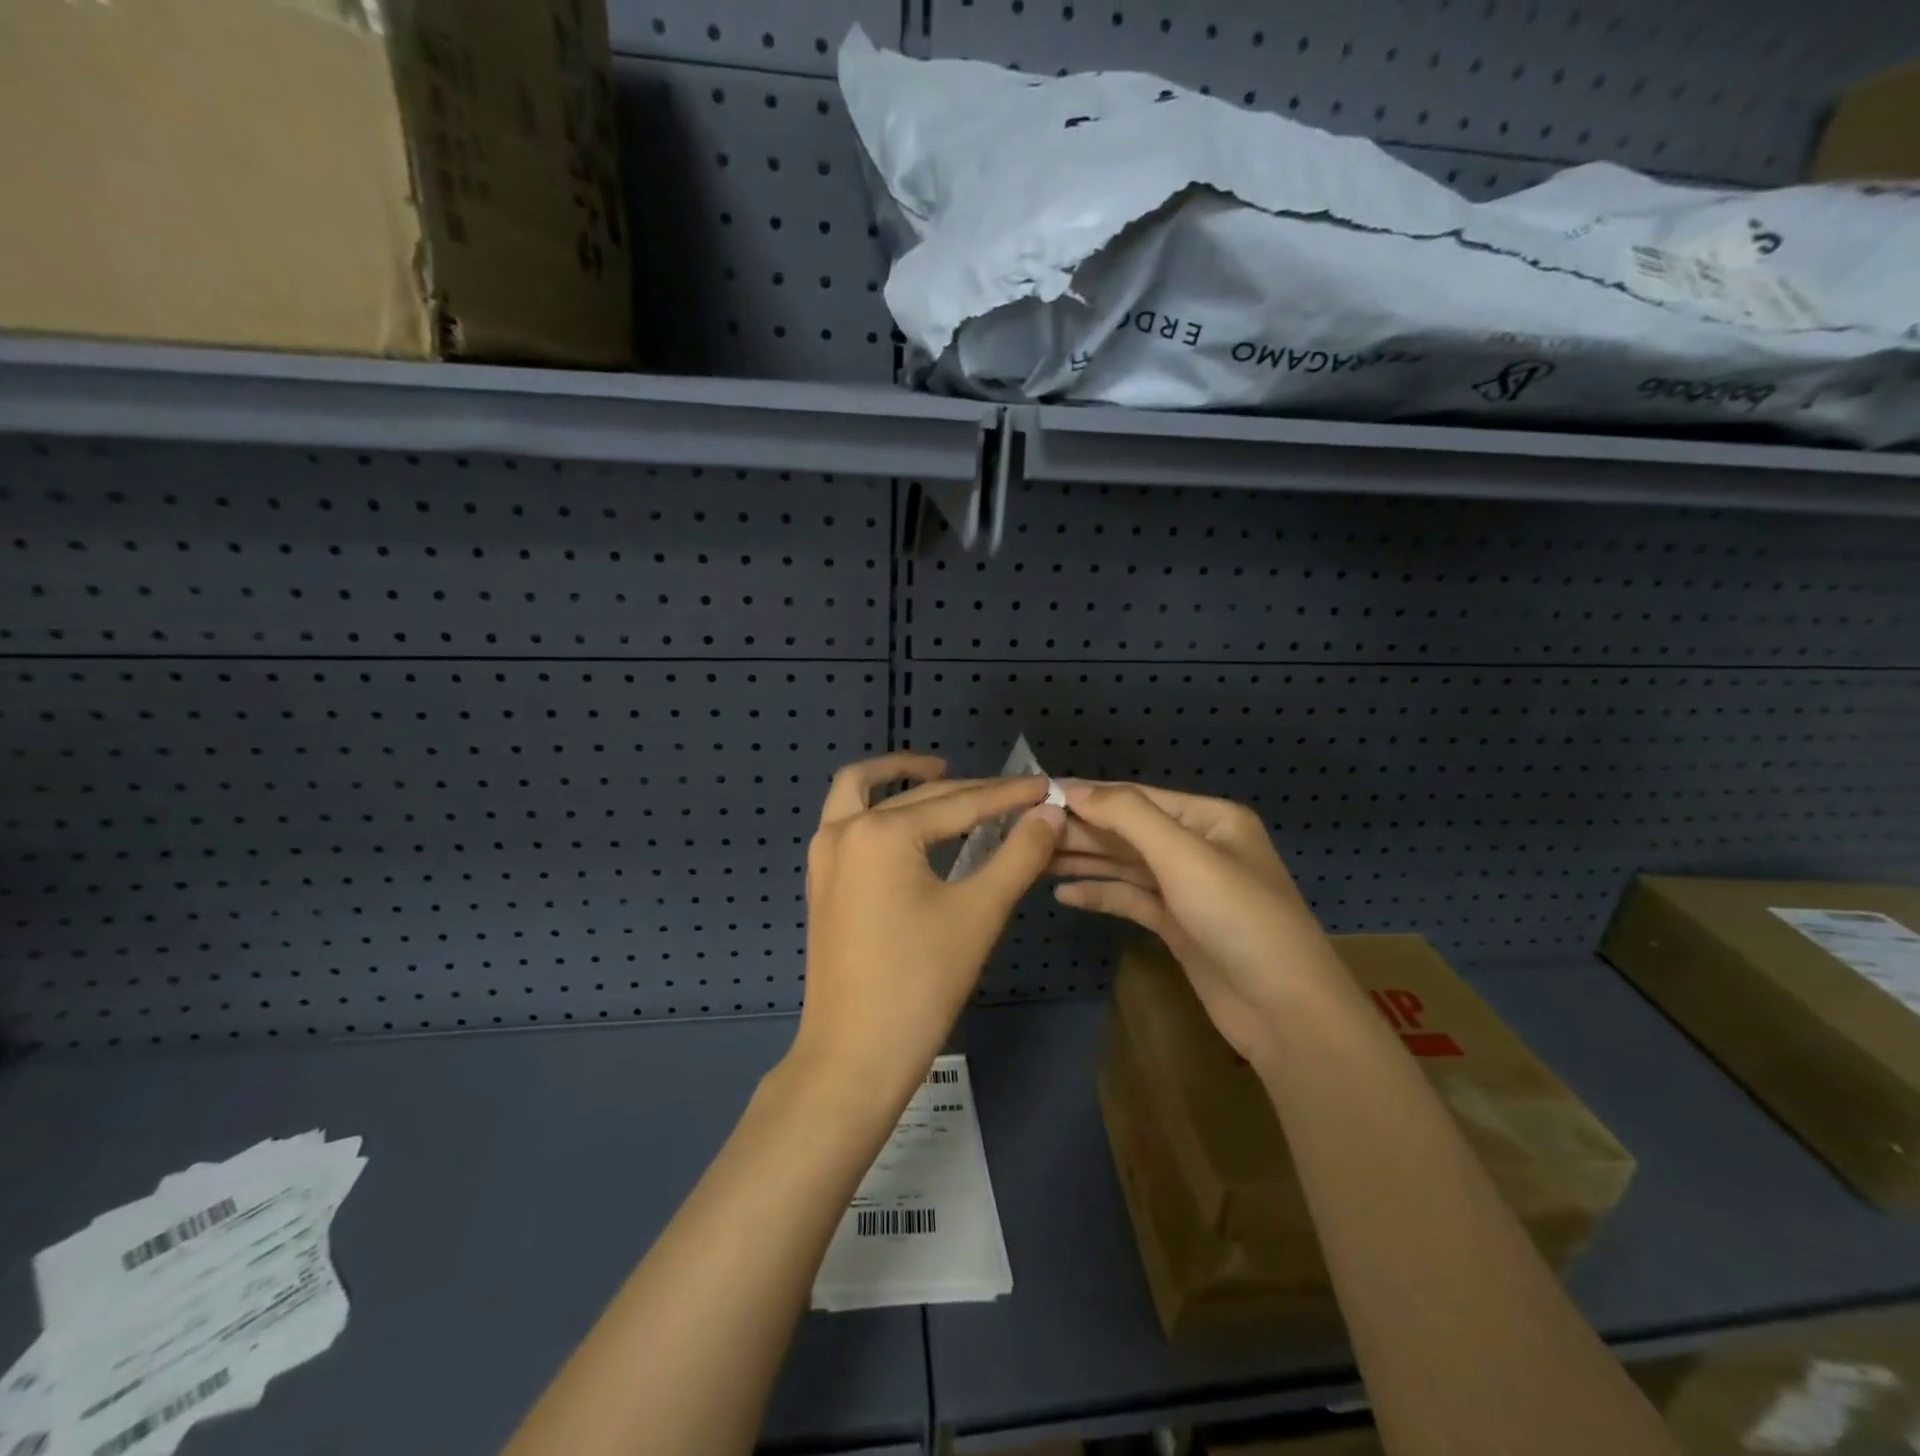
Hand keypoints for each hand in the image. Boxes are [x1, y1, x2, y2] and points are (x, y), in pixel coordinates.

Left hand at [792, 753, 1065, 1105]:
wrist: (855, 1056)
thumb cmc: (920, 983)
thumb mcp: (979, 913)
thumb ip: (1018, 854)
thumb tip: (1050, 813)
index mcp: (880, 832)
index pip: (959, 803)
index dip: (1008, 795)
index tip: (1046, 785)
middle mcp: (843, 830)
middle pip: (918, 796)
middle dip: (969, 791)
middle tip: (1016, 795)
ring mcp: (825, 855)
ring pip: (861, 792)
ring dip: (899, 777)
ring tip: (945, 775)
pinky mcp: (822, 880)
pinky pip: (848, 821)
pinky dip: (879, 807)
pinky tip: (915, 825)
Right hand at [1051, 782, 1348, 1067]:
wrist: (1285, 1011)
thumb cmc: (1238, 917)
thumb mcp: (1183, 855)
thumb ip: (1127, 815)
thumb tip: (1073, 788)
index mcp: (1209, 819)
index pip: (1136, 797)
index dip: (1088, 795)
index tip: (1037, 795)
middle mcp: (1198, 847)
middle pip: (1127, 831)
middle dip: (1081, 830)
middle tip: (1026, 831)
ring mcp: (1187, 888)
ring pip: (1125, 865)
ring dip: (1084, 861)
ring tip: (1034, 859)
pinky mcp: (1177, 925)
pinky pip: (1130, 899)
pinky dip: (1100, 895)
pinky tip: (1064, 896)